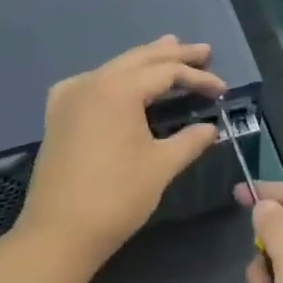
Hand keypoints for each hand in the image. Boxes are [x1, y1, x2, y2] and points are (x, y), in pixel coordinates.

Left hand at [19, 37, 224, 267]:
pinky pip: (91, 83)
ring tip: (170, 49)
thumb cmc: (117, 197)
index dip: (198, 78)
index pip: (167, 72)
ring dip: (145, 61)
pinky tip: (119, 81)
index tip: (223, 89)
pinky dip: (114, 77)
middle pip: (140, 59)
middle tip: (204, 51)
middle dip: (174, 55)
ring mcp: (70, 97)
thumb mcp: (161, 166)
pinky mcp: (59, 116)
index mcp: (119, 89)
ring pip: (115, 68)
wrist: (59, 233)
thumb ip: (190, 140)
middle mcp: (92, 82)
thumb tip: (210, 129)